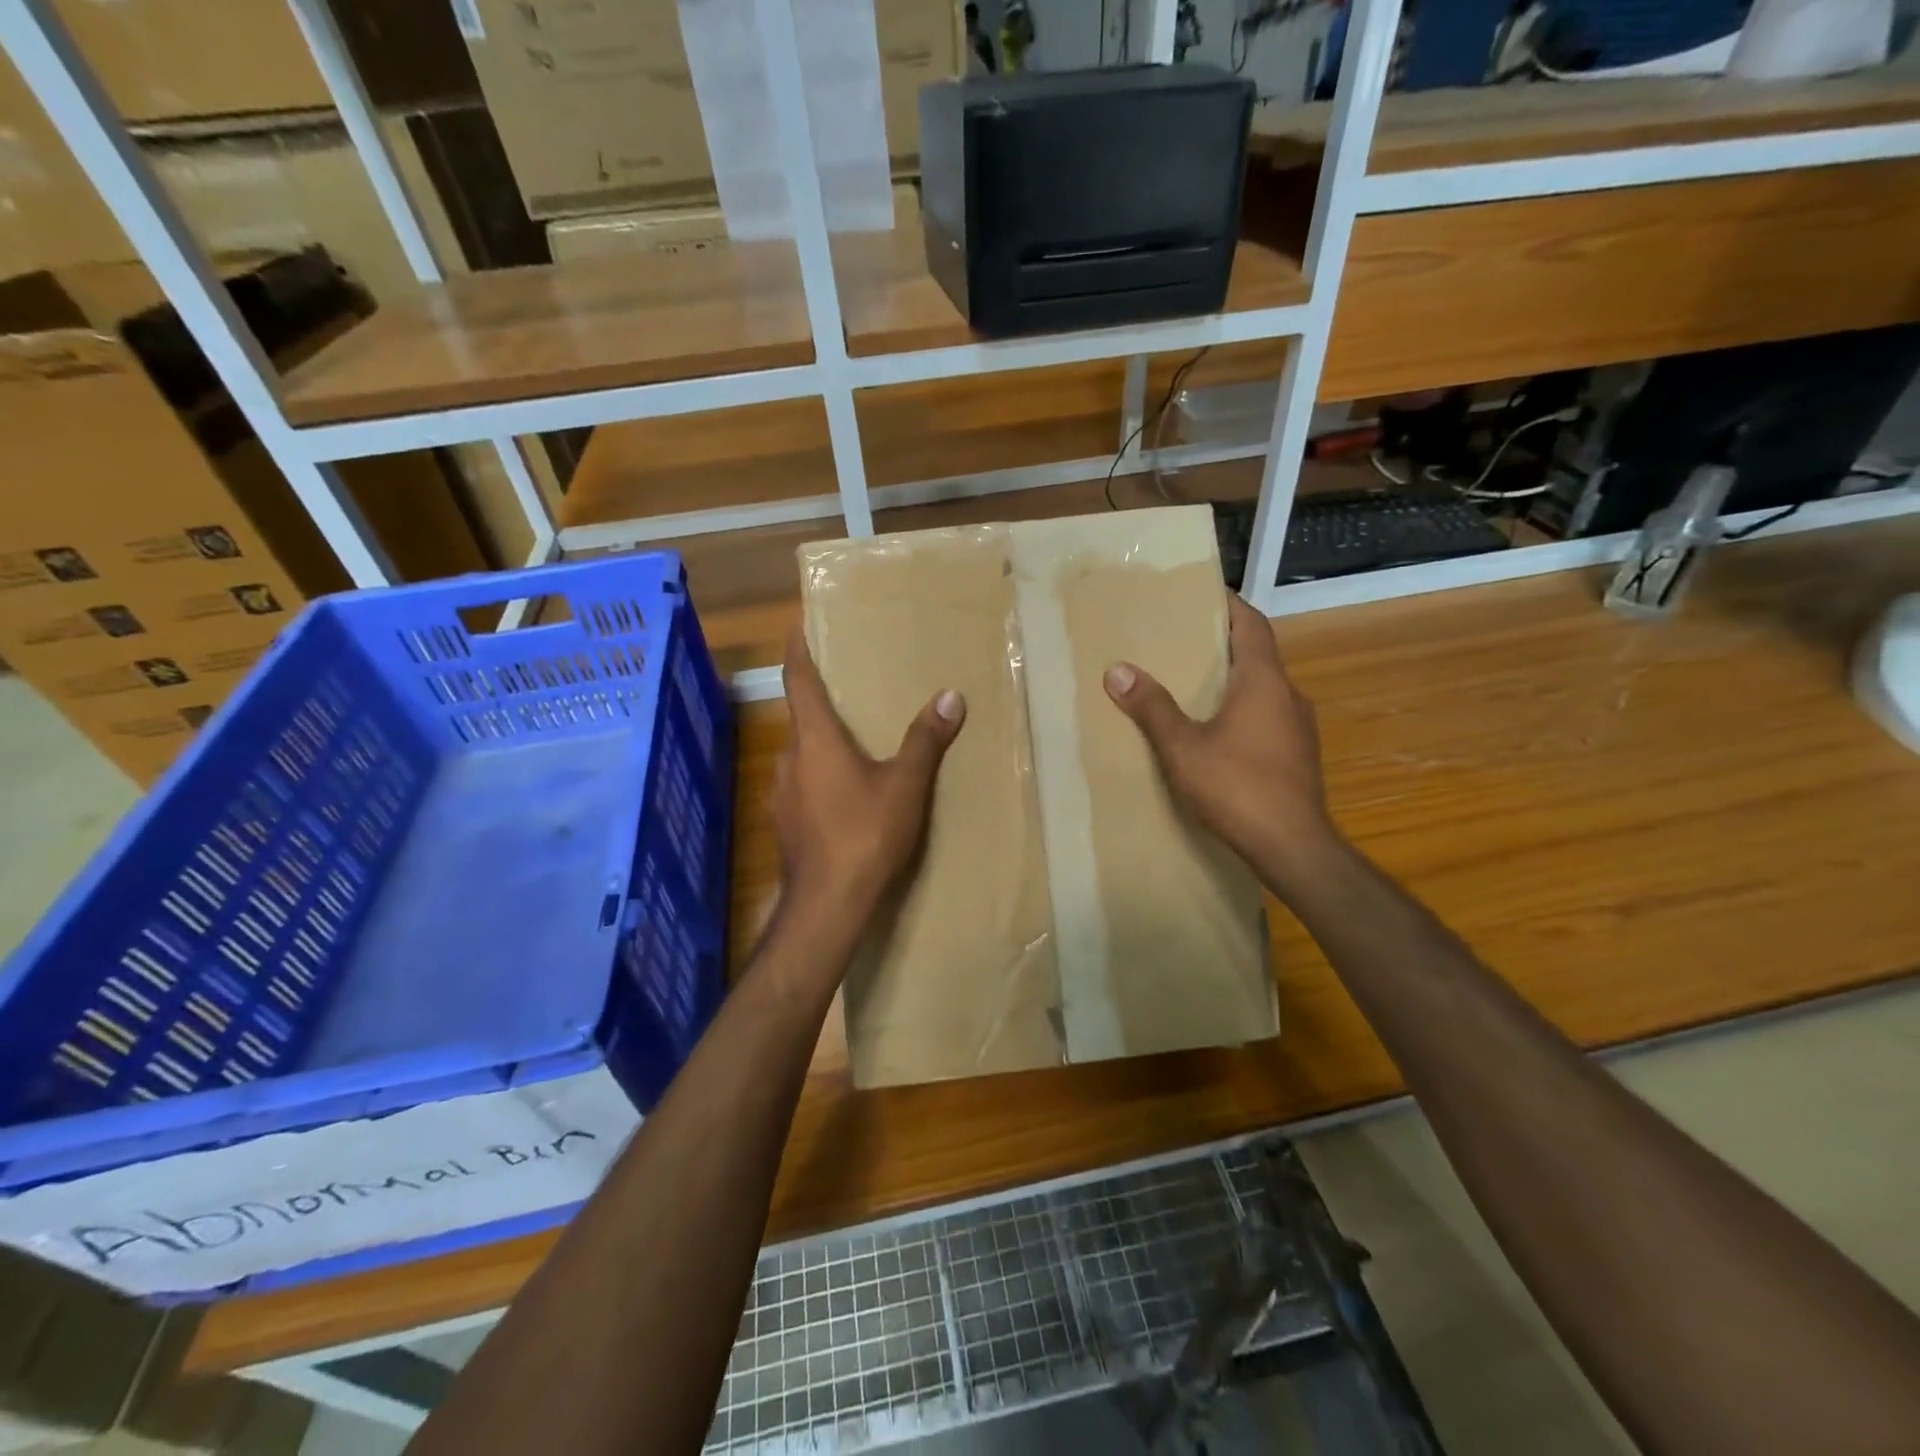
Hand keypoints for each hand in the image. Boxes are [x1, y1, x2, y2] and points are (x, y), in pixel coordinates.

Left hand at [774, 624, 965, 931]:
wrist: (828, 905)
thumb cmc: (865, 834)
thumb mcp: (905, 785)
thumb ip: (925, 740)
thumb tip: (950, 696)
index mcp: (815, 740)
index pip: (799, 681)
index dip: (799, 650)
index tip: (799, 625)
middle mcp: (790, 759)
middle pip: (801, 717)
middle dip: (820, 700)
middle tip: (849, 688)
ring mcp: (782, 794)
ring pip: (802, 754)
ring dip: (822, 742)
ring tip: (854, 741)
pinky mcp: (786, 823)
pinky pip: (803, 784)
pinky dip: (820, 775)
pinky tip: (845, 792)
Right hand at [1103, 593, 1339, 890]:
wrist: (1292, 847)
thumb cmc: (1237, 786)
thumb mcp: (1183, 747)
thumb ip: (1152, 708)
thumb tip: (1117, 670)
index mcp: (1264, 682)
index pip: (1252, 625)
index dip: (1230, 605)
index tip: (1205, 593)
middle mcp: (1289, 696)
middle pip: (1258, 656)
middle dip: (1223, 645)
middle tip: (1184, 640)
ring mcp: (1300, 728)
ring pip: (1265, 690)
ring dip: (1234, 682)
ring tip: (1194, 685)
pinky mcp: (1299, 757)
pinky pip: (1269, 718)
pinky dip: (1244, 711)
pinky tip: (1217, 732)